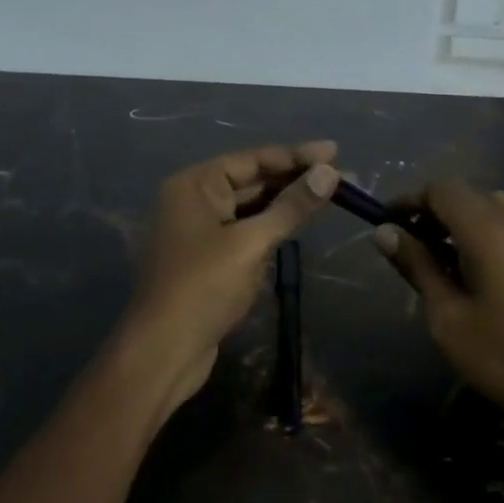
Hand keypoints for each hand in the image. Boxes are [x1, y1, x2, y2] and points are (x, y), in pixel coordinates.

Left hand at [114, 142, 339, 418]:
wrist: (163, 351)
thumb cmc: (203, 287)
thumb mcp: (251, 243)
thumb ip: (291, 206)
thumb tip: (329, 173)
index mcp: (194, 185)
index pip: (253, 160)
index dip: (296, 156)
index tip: (335, 151)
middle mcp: (191, 199)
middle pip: (250, 181)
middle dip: (293, 180)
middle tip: (340, 177)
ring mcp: (196, 230)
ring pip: (248, 209)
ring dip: (283, 205)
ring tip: (326, 197)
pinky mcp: (205, 259)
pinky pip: (242, 232)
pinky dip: (268, 229)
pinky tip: (295, 227)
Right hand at [375, 181, 503, 444]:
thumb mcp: (449, 318)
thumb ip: (417, 267)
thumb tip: (385, 232)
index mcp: (489, 229)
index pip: (442, 189)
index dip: (410, 200)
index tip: (388, 224)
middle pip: (470, 196)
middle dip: (436, 214)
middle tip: (413, 248)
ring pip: (498, 212)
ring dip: (466, 226)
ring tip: (449, 265)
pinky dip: (494, 240)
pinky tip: (489, 281)